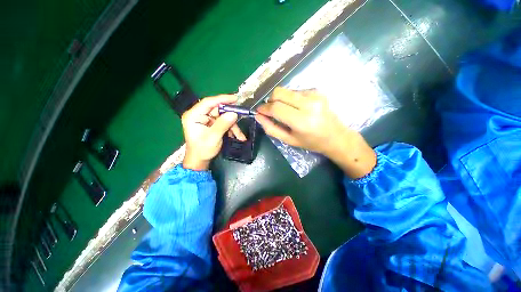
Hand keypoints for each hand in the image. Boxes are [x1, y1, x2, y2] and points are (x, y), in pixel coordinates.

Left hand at [182, 95, 245, 170]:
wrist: (200, 160)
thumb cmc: (202, 150)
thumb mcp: (213, 138)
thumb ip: (223, 125)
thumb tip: (234, 113)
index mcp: (193, 115)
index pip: (208, 102)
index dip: (222, 99)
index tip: (235, 98)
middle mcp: (199, 115)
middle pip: (218, 110)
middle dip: (230, 117)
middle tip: (241, 118)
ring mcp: (206, 119)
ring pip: (223, 117)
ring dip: (233, 126)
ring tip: (240, 136)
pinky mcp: (212, 124)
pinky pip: (224, 122)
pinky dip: (231, 129)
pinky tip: (237, 136)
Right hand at [255, 87, 375, 177]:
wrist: (336, 136)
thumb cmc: (311, 142)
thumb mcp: (289, 140)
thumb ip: (271, 128)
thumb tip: (258, 116)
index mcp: (302, 121)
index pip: (276, 108)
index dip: (264, 108)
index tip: (259, 111)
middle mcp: (309, 104)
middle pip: (279, 92)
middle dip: (270, 100)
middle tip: (271, 110)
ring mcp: (314, 95)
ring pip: (286, 91)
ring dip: (281, 100)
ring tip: (286, 111)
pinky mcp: (317, 91)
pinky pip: (295, 91)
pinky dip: (290, 99)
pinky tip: (297, 108)